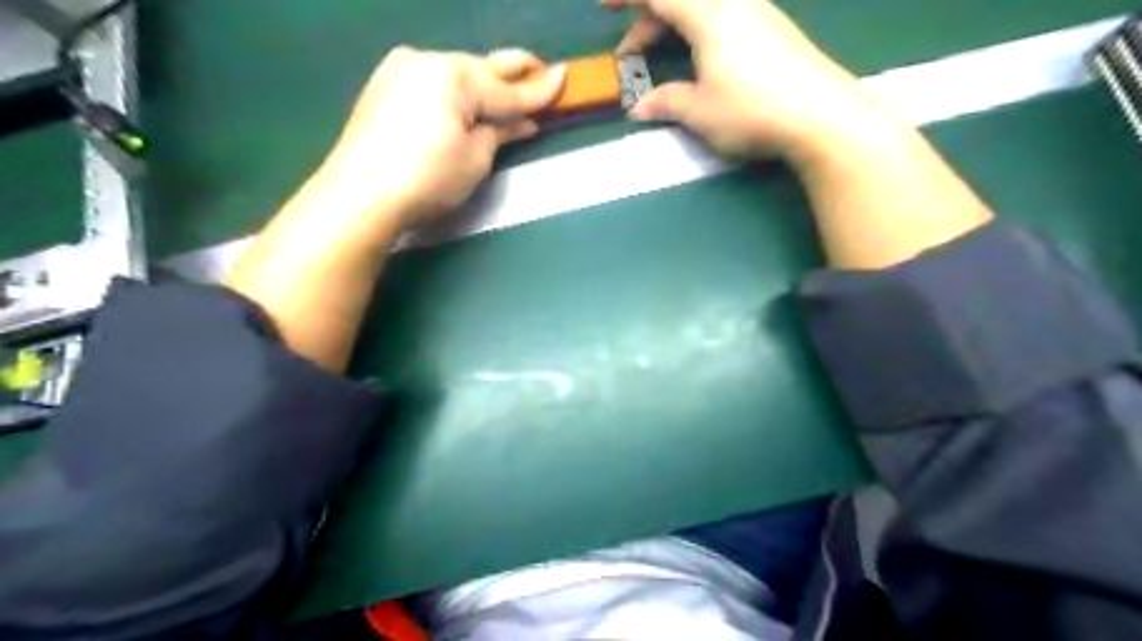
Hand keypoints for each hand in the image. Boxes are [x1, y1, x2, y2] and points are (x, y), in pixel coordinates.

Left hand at [311, 48, 565, 233]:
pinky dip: (455, 94)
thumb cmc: (427, 178)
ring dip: (483, 86)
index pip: (506, 88)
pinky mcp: (384, 88)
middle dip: (512, 73)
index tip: (565, 76)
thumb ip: (500, 131)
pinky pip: (433, 85)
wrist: (359, 196)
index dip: (538, 89)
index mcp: (453, 75)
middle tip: (540, 69)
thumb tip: (522, 122)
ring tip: (507, 93)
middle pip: (480, 69)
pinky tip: (468, 104)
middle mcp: (425, 61)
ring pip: (455, 76)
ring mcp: (399, 71)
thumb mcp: (475, 158)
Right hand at [606, 1, 875, 157]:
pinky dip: (698, 31)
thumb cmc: (751, 110)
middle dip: (647, 19)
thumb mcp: (699, 111)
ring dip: (673, 27)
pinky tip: (698, 62)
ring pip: (702, 8)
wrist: (821, 115)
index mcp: (708, 14)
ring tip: (659, 59)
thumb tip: (639, 108)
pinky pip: (723, 16)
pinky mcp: (772, 28)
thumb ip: (666, 102)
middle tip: (629, 52)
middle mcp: (733, 2)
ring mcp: (757, 12)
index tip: (604, 7)